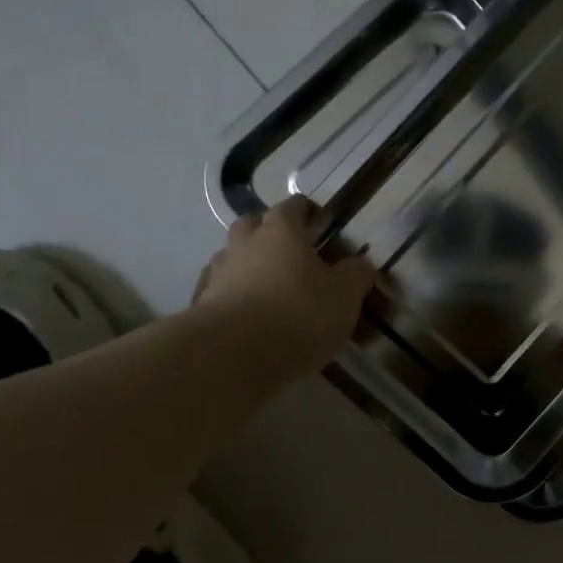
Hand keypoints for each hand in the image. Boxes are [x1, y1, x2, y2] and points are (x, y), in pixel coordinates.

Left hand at [191, 196, 377, 379]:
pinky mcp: (202, 306)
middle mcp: (244, 243)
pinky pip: (223, 293)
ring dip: (252, 269)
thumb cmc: (298, 314)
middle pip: (255, 226)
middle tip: (296, 258)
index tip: (322, 225)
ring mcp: (218, 274)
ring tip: (273, 294)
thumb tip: (360, 264)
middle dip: (273, 236)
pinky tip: (251, 319)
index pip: (295, 206)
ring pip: (236, 260)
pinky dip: (236, 299)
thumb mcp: (345, 295)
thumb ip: (356, 274)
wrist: (233, 356)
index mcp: (281, 231)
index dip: (310, 213)